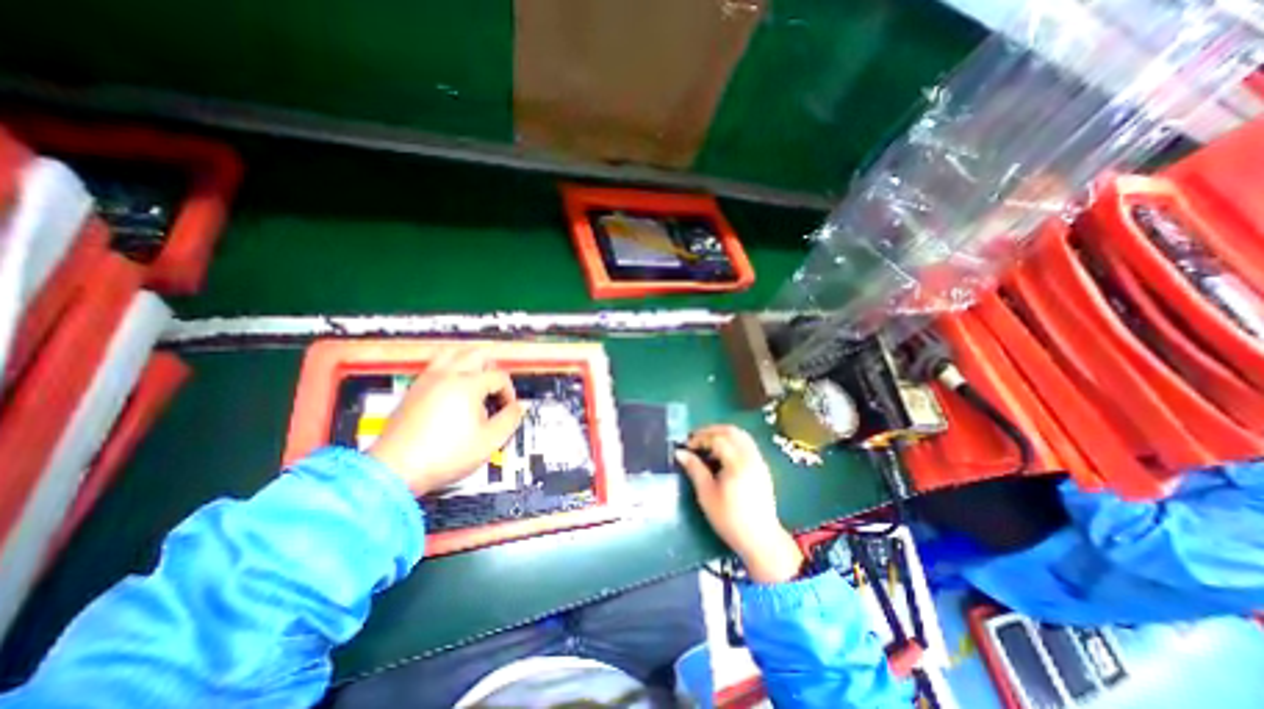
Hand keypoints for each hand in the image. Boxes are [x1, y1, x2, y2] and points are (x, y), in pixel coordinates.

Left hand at [369, 347, 527, 496]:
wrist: (395, 470)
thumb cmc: (444, 455)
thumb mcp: (489, 441)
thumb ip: (510, 419)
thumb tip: (518, 407)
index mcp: (468, 385)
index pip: (498, 377)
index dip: (509, 392)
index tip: (507, 409)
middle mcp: (447, 375)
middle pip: (477, 354)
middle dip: (493, 368)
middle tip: (495, 389)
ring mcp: (427, 380)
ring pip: (453, 353)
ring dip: (470, 361)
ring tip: (476, 380)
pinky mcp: (413, 389)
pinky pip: (436, 365)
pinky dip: (451, 368)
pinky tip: (454, 389)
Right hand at [677, 426, 804, 580]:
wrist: (760, 539)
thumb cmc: (729, 519)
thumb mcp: (706, 494)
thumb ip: (694, 469)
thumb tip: (680, 452)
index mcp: (737, 463)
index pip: (717, 438)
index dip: (700, 438)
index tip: (687, 446)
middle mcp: (751, 456)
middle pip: (731, 431)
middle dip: (711, 431)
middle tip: (695, 439)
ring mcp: (759, 461)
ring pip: (741, 436)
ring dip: (723, 434)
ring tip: (707, 444)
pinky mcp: (762, 467)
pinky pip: (747, 444)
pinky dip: (733, 441)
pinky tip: (722, 454)